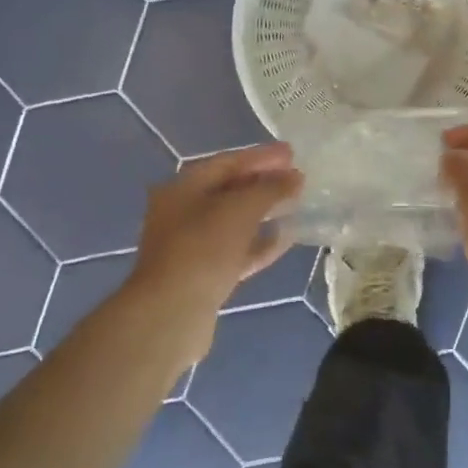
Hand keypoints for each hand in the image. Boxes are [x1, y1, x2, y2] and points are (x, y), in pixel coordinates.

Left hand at [129, 144, 303, 327]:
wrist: (171, 314)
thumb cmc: (203, 249)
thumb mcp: (240, 209)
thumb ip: (271, 189)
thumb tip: (295, 177)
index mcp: (183, 188)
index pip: (227, 162)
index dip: (261, 156)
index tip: (292, 153)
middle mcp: (182, 212)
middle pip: (229, 190)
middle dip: (263, 183)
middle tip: (297, 177)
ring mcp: (191, 246)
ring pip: (234, 222)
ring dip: (263, 212)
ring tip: (295, 204)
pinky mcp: (203, 275)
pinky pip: (236, 250)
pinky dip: (259, 242)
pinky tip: (285, 238)